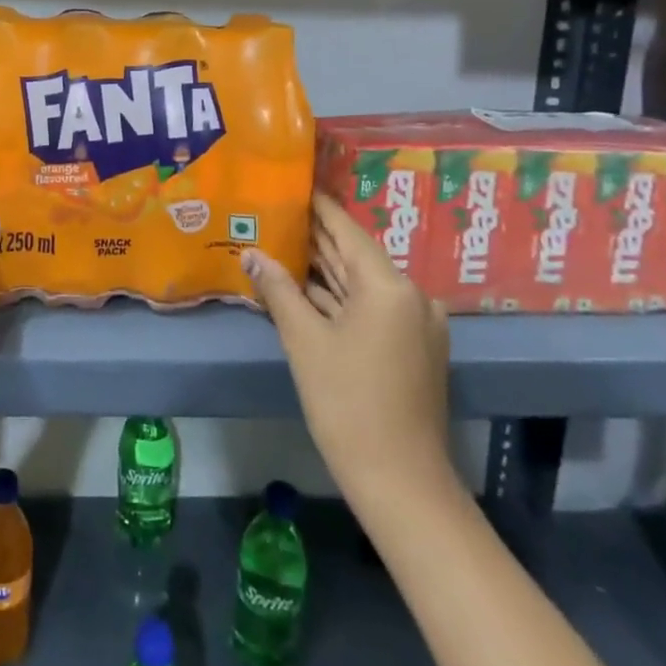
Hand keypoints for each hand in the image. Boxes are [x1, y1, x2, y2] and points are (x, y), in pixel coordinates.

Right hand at [242, 193, 455, 503]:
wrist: (400, 481)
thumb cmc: (347, 403)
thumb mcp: (304, 342)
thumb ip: (278, 290)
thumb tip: (251, 254)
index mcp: (390, 286)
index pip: (347, 231)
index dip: (319, 208)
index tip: (293, 184)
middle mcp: (411, 296)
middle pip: (355, 256)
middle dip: (316, 239)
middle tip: (276, 214)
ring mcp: (415, 324)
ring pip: (362, 285)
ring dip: (324, 271)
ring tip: (281, 245)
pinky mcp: (411, 347)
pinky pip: (370, 309)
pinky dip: (339, 299)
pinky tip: (304, 290)